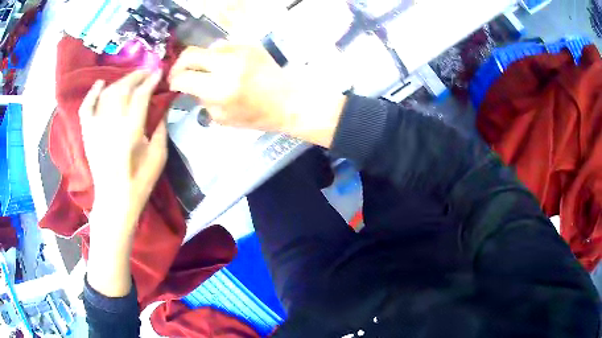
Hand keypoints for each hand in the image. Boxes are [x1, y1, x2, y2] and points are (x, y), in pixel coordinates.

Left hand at [79, 70, 166, 227]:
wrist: (115, 201)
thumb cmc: (139, 182)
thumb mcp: (159, 157)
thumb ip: (161, 128)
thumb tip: (162, 106)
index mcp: (131, 132)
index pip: (141, 96)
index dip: (151, 81)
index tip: (159, 73)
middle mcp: (111, 124)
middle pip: (123, 89)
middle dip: (136, 76)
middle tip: (147, 72)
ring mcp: (96, 128)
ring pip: (106, 93)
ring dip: (120, 81)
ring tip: (131, 79)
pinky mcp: (88, 133)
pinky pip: (86, 107)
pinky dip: (92, 93)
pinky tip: (100, 83)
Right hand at [169, 42, 346, 146]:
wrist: (288, 101)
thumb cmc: (256, 116)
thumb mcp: (222, 118)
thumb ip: (202, 100)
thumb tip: (190, 86)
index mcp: (220, 89)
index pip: (184, 77)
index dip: (174, 81)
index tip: (173, 84)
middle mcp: (227, 65)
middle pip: (190, 54)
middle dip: (179, 64)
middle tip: (179, 73)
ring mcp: (240, 51)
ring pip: (207, 48)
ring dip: (201, 60)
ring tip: (204, 71)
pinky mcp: (250, 45)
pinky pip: (224, 46)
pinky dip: (217, 56)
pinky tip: (223, 66)